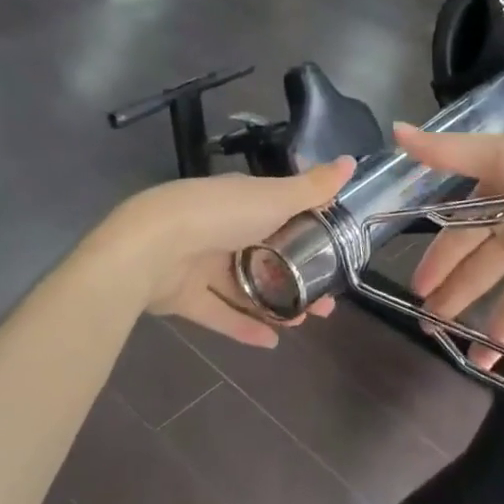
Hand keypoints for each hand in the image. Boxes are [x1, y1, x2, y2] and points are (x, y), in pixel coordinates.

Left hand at [105, 159, 355, 346]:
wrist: (151, 247)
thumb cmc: (220, 215)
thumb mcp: (275, 197)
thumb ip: (313, 187)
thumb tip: (352, 160)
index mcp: (242, 200)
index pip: (281, 213)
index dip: (310, 233)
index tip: (336, 253)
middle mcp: (221, 228)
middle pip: (267, 255)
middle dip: (298, 276)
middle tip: (326, 300)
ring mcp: (200, 262)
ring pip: (246, 286)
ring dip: (276, 303)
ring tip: (306, 321)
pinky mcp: (183, 296)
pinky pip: (219, 312)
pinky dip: (244, 326)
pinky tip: (272, 342)